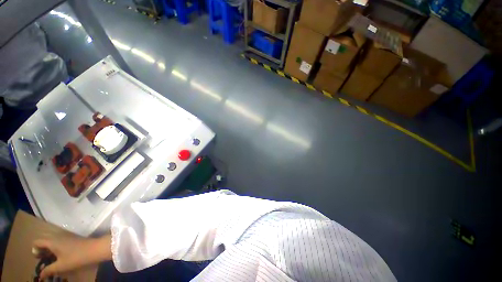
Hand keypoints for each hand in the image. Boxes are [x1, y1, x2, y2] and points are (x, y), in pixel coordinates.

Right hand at [33, 234, 111, 279]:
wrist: (94, 248)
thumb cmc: (76, 257)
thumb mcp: (60, 266)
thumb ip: (48, 270)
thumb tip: (40, 276)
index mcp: (51, 240)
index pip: (37, 241)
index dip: (35, 250)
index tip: (39, 258)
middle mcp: (56, 234)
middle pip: (43, 239)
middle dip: (40, 247)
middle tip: (44, 258)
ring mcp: (65, 234)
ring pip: (51, 238)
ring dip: (48, 246)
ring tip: (51, 257)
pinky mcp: (71, 236)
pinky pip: (58, 238)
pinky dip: (55, 244)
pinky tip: (59, 253)